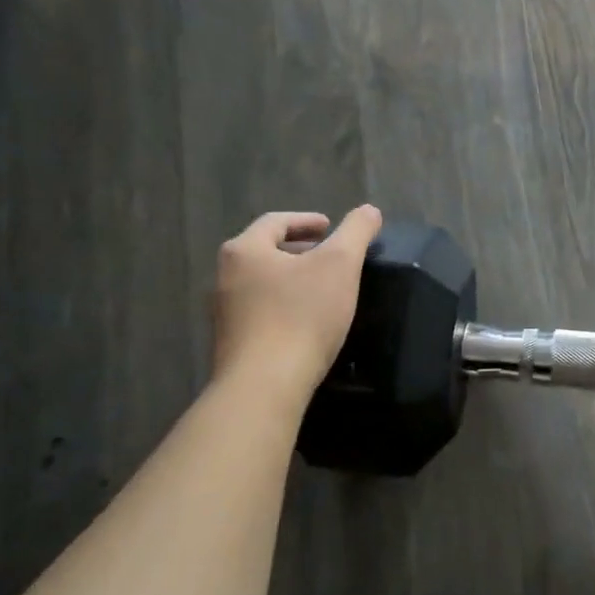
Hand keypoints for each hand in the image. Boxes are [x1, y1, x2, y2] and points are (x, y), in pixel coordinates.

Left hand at [213, 206, 383, 395]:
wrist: (265, 385)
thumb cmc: (302, 315)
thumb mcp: (340, 264)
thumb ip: (356, 231)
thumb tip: (370, 210)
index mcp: (244, 250)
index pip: (275, 221)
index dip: (306, 220)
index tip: (331, 228)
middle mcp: (225, 277)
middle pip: (265, 252)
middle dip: (299, 250)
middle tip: (330, 257)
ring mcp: (224, 314)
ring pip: (262, 284)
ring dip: (291, 280)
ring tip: (322, 290)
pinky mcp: (232, 344)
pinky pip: (261, 313)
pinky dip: (284, 307)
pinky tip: (307, 324)